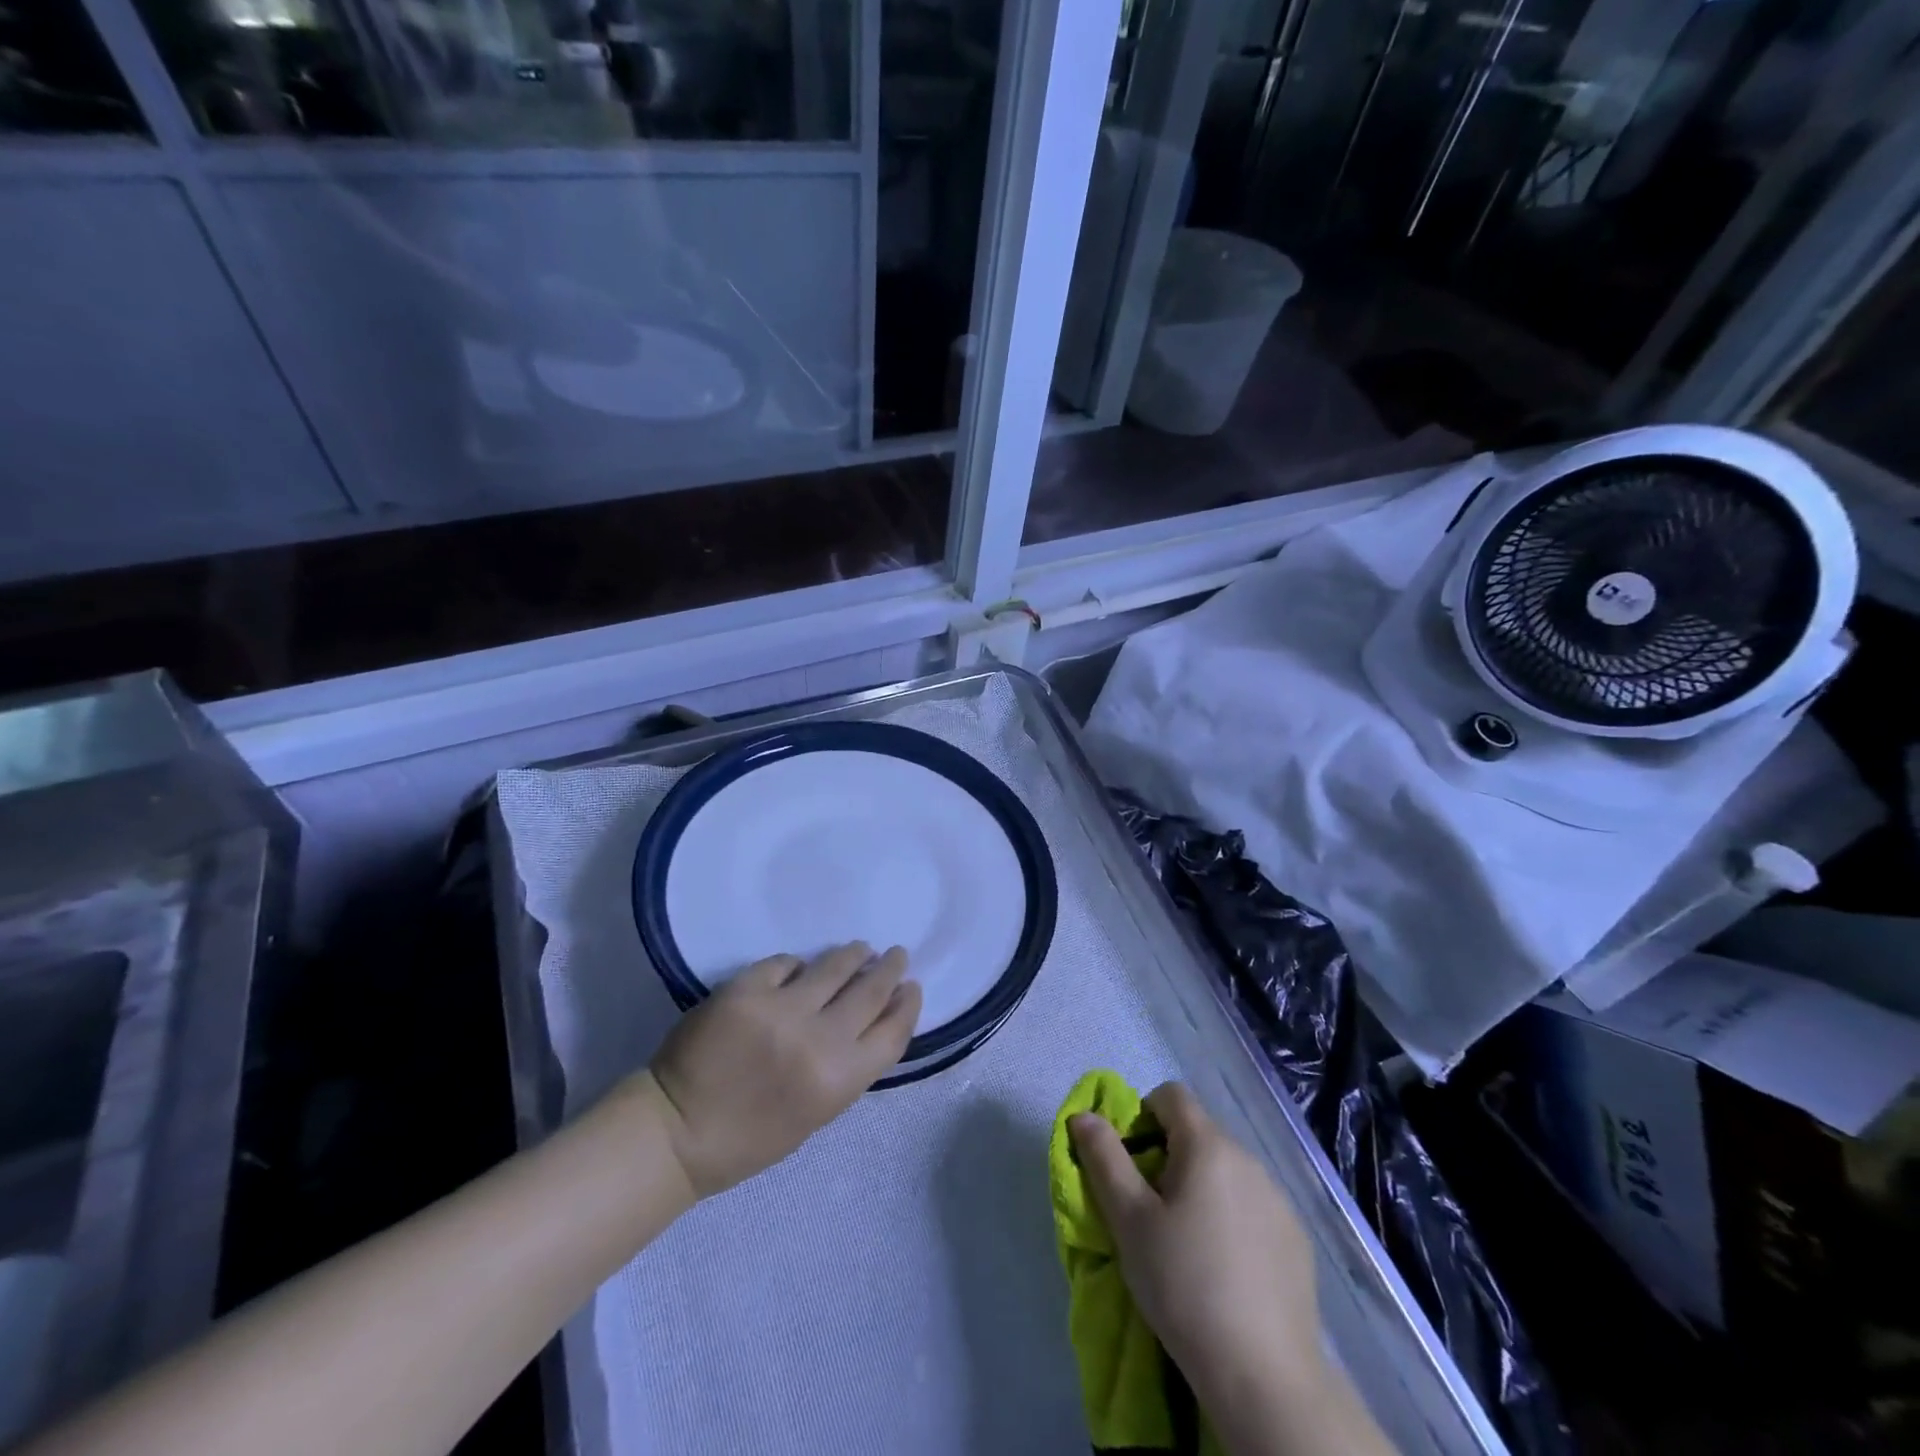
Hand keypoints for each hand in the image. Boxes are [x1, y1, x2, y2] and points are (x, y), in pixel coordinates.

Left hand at [640, 943, 919, 1197]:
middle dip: (888, 969)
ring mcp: (781, 1008)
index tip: (911, 987)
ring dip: (852, 956)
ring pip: (834, 966)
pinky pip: (785, 963)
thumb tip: (869, 1019)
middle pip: (870, 991)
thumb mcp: (817, 1113)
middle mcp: (818, 1039)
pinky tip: (799, 967)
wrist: (677, 1131)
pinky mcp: (746, 987)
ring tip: (858, 950)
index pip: (893, 1030)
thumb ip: (847, 1066)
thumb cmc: (751, 1138)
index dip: (907, 1004)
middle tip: (895, 955)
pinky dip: (796, 965)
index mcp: (839, 1080)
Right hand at [1069, 1084, 1326, 1447]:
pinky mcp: (1296, 1239)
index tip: (1131, 1163)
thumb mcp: (1129, 1220)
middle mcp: (1249, 1158)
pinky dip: (1231, 1218)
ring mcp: (1279, 1199)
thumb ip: (1103, 1158)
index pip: (1170, 1095)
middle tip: (1150, 1210)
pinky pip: (1252, 1206)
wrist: (1264, 1376)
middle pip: (1198, 1133)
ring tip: (1186, 1243)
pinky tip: (1224, 1269)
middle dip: (1168, 1156)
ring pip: (1226, 1171)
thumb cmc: (1184, 1284)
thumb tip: (1084, 1115)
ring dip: (1200, 1187)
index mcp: (1208, 1145)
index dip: (1142, 1115)